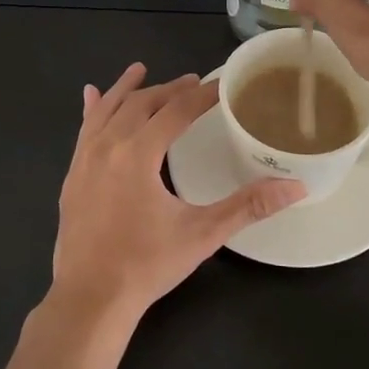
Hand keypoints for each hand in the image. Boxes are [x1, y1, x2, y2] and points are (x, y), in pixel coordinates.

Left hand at [51, 64, 303, 322]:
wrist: (90, 299)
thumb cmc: (147, 265)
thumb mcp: (202, 234)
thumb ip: (248, 206)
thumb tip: (296, 187)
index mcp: (138, 154)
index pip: (175, 111)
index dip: (201, 96)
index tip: (222, 85)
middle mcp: (107, 147)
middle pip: (140, 104)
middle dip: (168, 90)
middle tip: (192, 83)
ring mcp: (83, 160)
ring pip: (107, 111)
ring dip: (127, 89)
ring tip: (140, 69)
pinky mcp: (72, 176)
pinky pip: (83, 130)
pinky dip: (92, 109)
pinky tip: (91, 95)